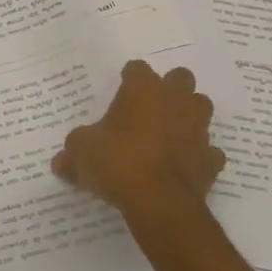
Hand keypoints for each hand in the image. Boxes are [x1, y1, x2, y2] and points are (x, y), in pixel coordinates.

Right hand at [52, 61, 225, 224]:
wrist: (159, 202)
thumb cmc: (117, 162)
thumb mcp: (81, 154)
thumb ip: (73, 152)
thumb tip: (60, 162)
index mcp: (143, 90)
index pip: (137, 68)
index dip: (129, 77)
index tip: (121, 87)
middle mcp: (175, 101)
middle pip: (180, 78)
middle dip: (169, 88)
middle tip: (151, 106)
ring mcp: (197, 129)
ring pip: (201, 108)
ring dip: (189, 116)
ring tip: (170, 132)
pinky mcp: (211, 160)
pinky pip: (209, 151)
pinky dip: (199, 155)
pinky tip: (184, 165)